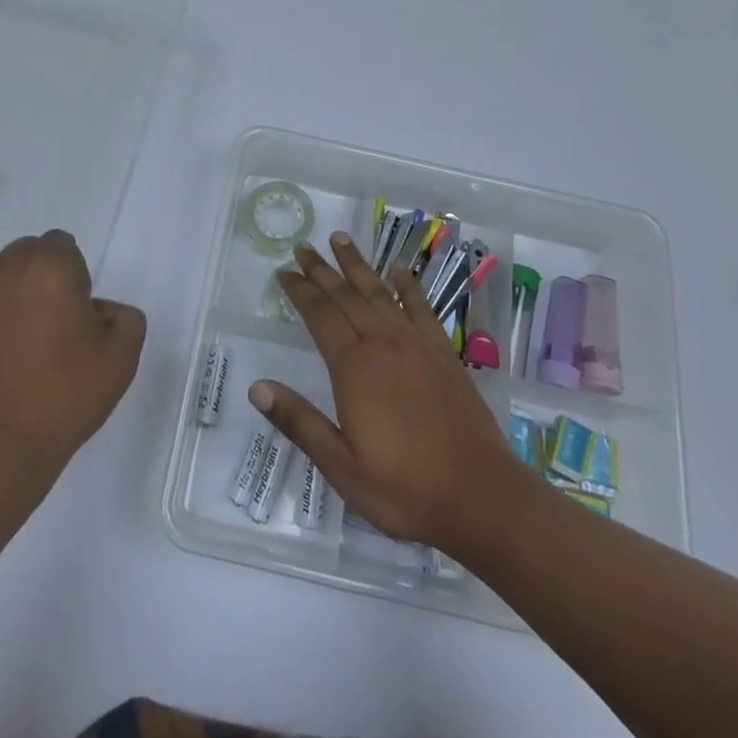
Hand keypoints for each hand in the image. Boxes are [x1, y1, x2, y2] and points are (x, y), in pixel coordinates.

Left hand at [0, 231, 145, 488]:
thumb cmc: (65, 397)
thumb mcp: (123, 356)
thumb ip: (122, 314)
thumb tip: (96, 310)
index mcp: (49, 266)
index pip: (61, 246)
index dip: (71, 276)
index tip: (73, 314)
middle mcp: (1, 269)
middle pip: (23, 257)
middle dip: (36, 282)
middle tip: (46, 331)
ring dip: (4, 304)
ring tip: (12, 355)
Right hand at [253, 232, 514, 551]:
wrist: (481, 497)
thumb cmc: (404, 488)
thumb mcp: (342, 466)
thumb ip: (300, 422)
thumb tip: (256, 388)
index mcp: (355, 368)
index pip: (320, 316)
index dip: (300, 291)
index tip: (284, 272)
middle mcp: (384, 345)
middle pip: (347, 296)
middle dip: (322, 270)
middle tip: (304, 247)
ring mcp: (417, 345)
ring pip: (380, 293)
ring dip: (358, 265)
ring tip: (341, 239)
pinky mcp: (444, 354)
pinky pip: (422, 309)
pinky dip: (409, 286)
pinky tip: (399, 271)